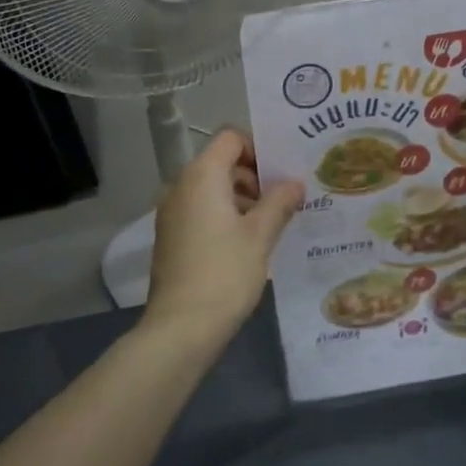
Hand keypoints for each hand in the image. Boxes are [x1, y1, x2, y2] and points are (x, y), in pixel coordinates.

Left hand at [144, 129, 302, 339]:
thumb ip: (279, 202)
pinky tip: (250, 243)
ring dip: (242, 199)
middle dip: (255, 176)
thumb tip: (294, 183)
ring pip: (212, 190)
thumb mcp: (260, 236)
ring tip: (274, 223)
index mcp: (201, 176)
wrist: (182, 326)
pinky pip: (202, 212)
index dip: (259, 147)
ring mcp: (172, 213)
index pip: (230, 138)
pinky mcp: (171, 237)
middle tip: (287, 199)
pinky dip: (225, 217)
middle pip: (221, 163)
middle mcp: (180, 186)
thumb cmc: (225, 272)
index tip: (283, 172)